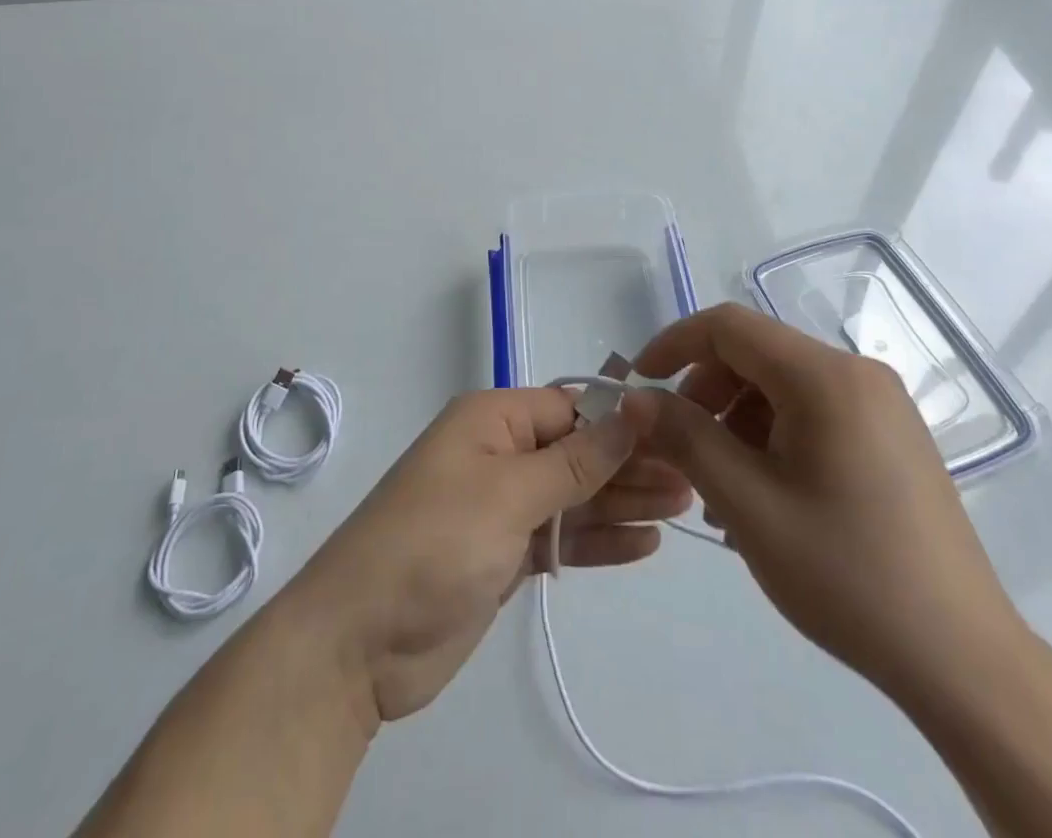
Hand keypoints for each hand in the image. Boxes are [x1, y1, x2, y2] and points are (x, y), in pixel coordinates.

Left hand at [287, 389, 691, 723]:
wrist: (358, 642)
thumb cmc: (434, 543)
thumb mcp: (508, 493)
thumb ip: (575, 459)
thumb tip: (632, 410)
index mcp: (492, 421)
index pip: (569, 408)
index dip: (622, 422)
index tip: (678, 435)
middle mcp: (498, 455)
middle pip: (577, 452)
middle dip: (631, 465)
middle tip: (693, 479)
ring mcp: (501, 508)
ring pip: (574, 496)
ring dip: (623, 503)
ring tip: (683, 508)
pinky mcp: (503, 556)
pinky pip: (561, 538)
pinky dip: (599, 540)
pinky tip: (644, 544)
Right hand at [621, 304, 1027, 702]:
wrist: (962, 659)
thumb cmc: (846, 574)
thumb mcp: (747, 504)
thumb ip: (685, 438)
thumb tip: (636, 398)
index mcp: (825, 377)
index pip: (729, 326)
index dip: (674, 344)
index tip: (640, 386)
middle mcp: (857, 373)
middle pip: (756, 354)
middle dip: (706, 391)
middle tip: (680, 450)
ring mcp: (881, 404)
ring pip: (782, 385)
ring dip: (736, 420)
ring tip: (721, 489)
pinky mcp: (891, 435)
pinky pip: (813, 411)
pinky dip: (773, 435)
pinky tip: (764, 494)